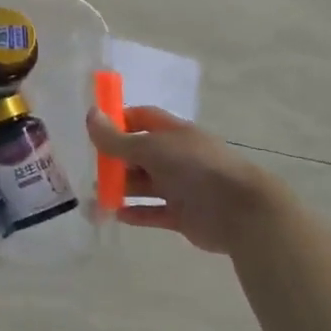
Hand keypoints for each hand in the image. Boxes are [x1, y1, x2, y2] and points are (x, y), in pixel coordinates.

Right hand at [85, 104, 286, 254]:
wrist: (240, 210)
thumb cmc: (195, 168)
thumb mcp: (151, 148)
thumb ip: (117, 138)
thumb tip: (90, 115)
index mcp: (174, 133)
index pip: (142, 119)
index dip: (119, 121)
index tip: (95, 130)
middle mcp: (177, 157)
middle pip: (139, 154)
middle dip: (115, 160)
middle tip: (90, 169)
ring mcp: (181, 187)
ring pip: (144, 184)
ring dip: (120, 189)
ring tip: (95, 196)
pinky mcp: (182, 215)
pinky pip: (153, 212)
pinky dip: (135, 213)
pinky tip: (115, 214)